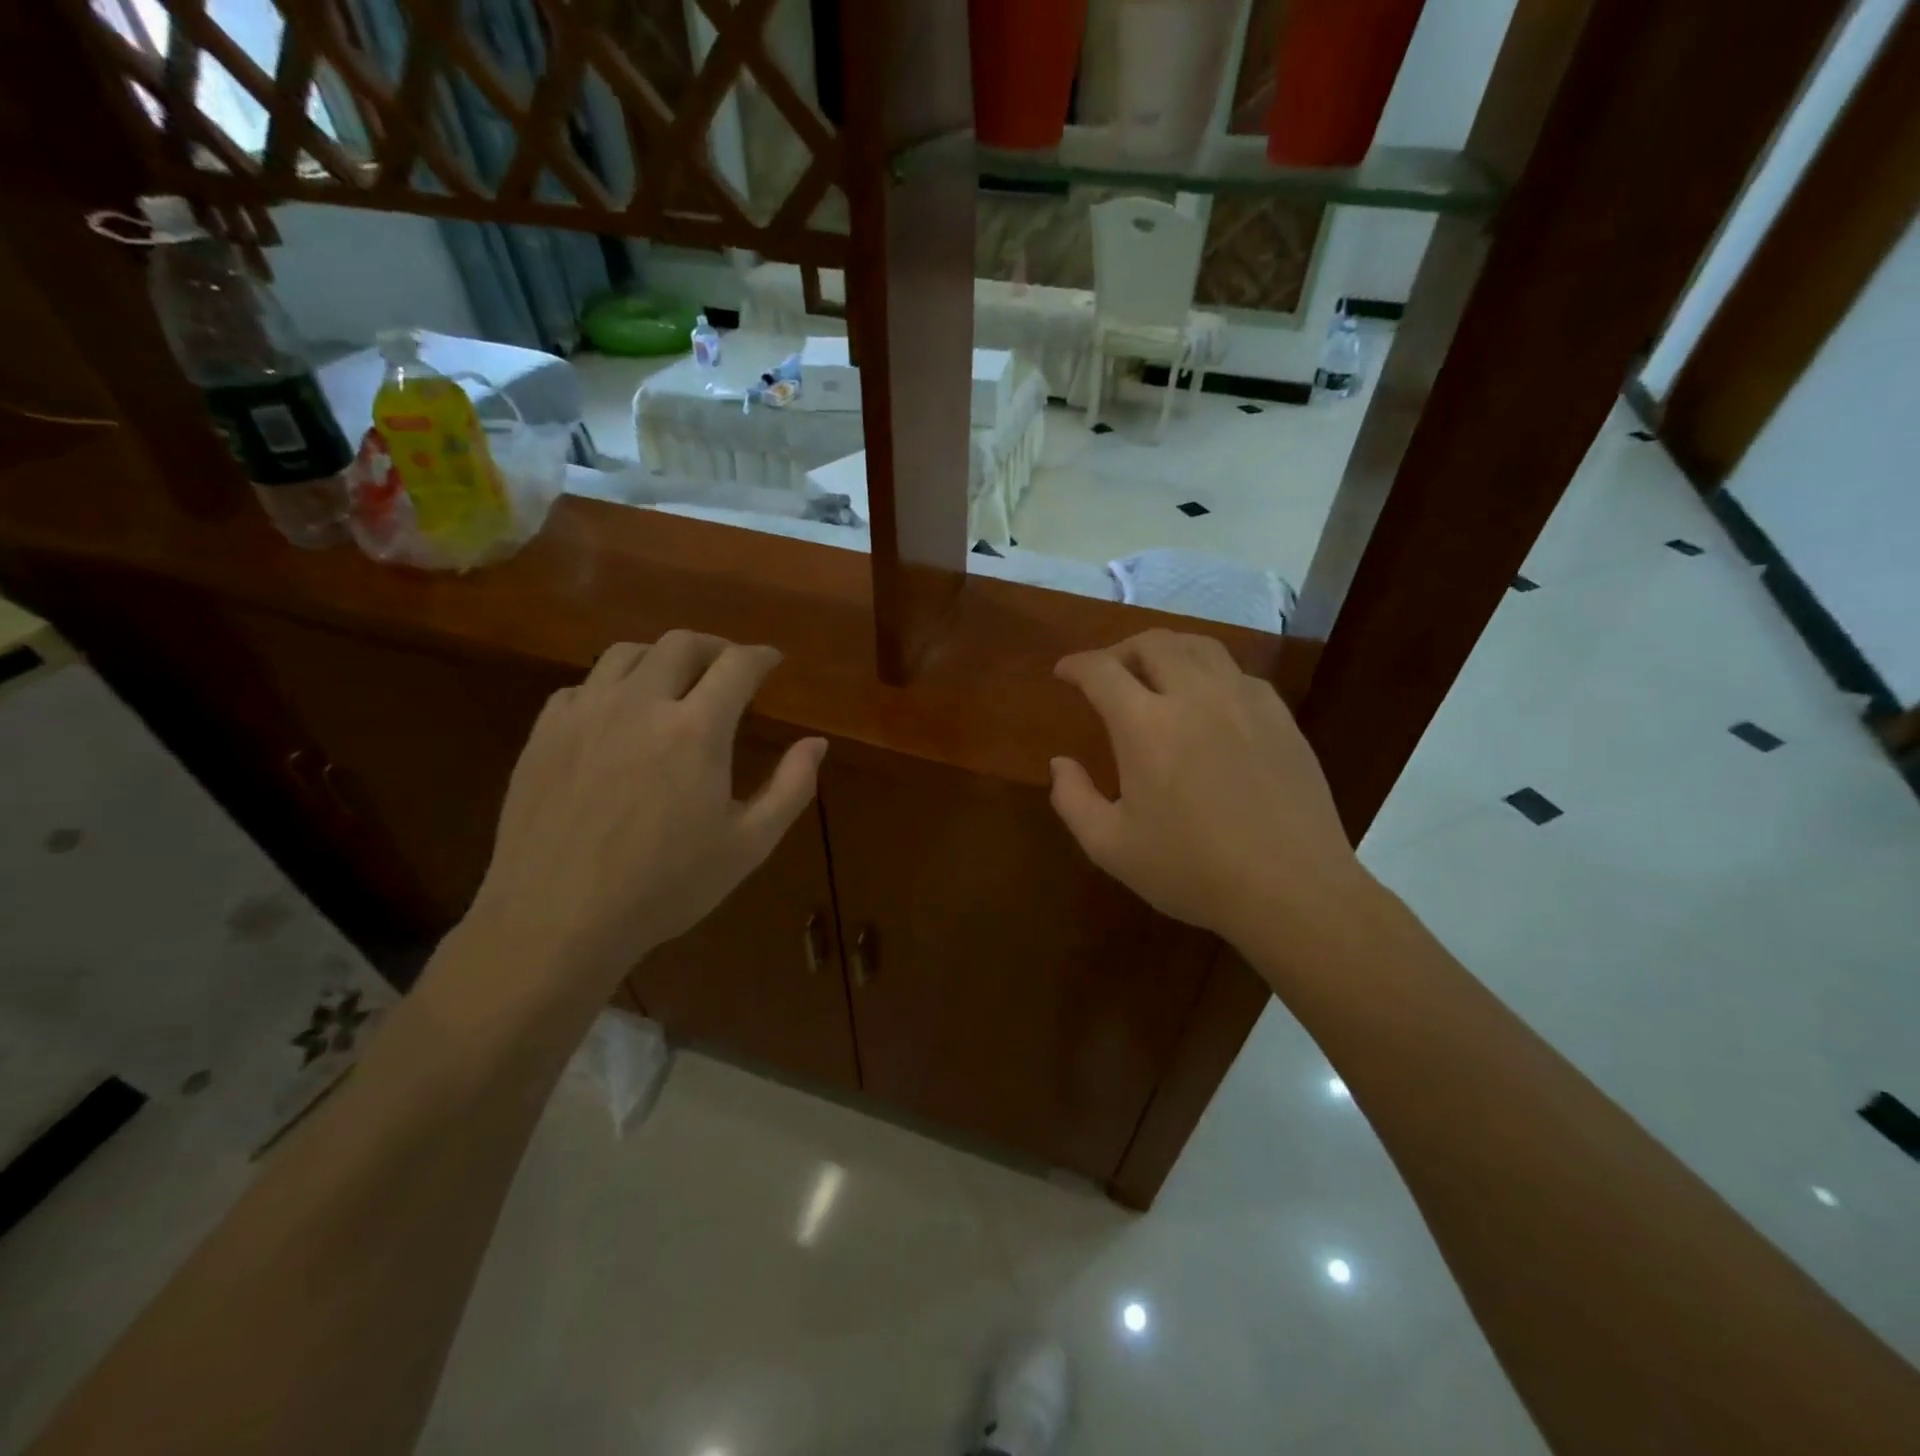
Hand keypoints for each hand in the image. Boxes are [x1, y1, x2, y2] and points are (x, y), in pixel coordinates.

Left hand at [470, 631, 826, 987]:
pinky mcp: (546, 731)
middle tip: (729, 668)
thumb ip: (791, 787)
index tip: (773, 662)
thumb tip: (816, 742)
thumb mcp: (749, 845)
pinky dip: (614, 686)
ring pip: (627, 652)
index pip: (738, 665)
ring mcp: (586, 713)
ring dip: (662, 657)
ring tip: (675, 683)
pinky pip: (584, 685)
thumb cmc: (666, 887)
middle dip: (715, 647)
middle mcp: (641, 703)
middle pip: (682, 643)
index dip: (762, 657)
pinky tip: (620, 716)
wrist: (557, 920)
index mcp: (697, 730)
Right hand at [1050, 629, 1364, 949]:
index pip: (1101, 670)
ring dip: (1167, 651)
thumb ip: (1073, 799)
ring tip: (1156, 675)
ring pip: (1200, 646)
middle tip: (1107, 674)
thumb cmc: (1192, 870)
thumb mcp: (1110, 847)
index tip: (1064, 673)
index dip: (1076, 664)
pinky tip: (1207, 704)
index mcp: (1146, 725)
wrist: (1291, 889)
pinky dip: (1209, 673)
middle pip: (1153, 642)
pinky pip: (1237, 673)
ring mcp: (1244, 701)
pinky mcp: (1280, 716)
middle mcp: (1195, 696)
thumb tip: (1060, 763)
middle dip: (1120, 650)